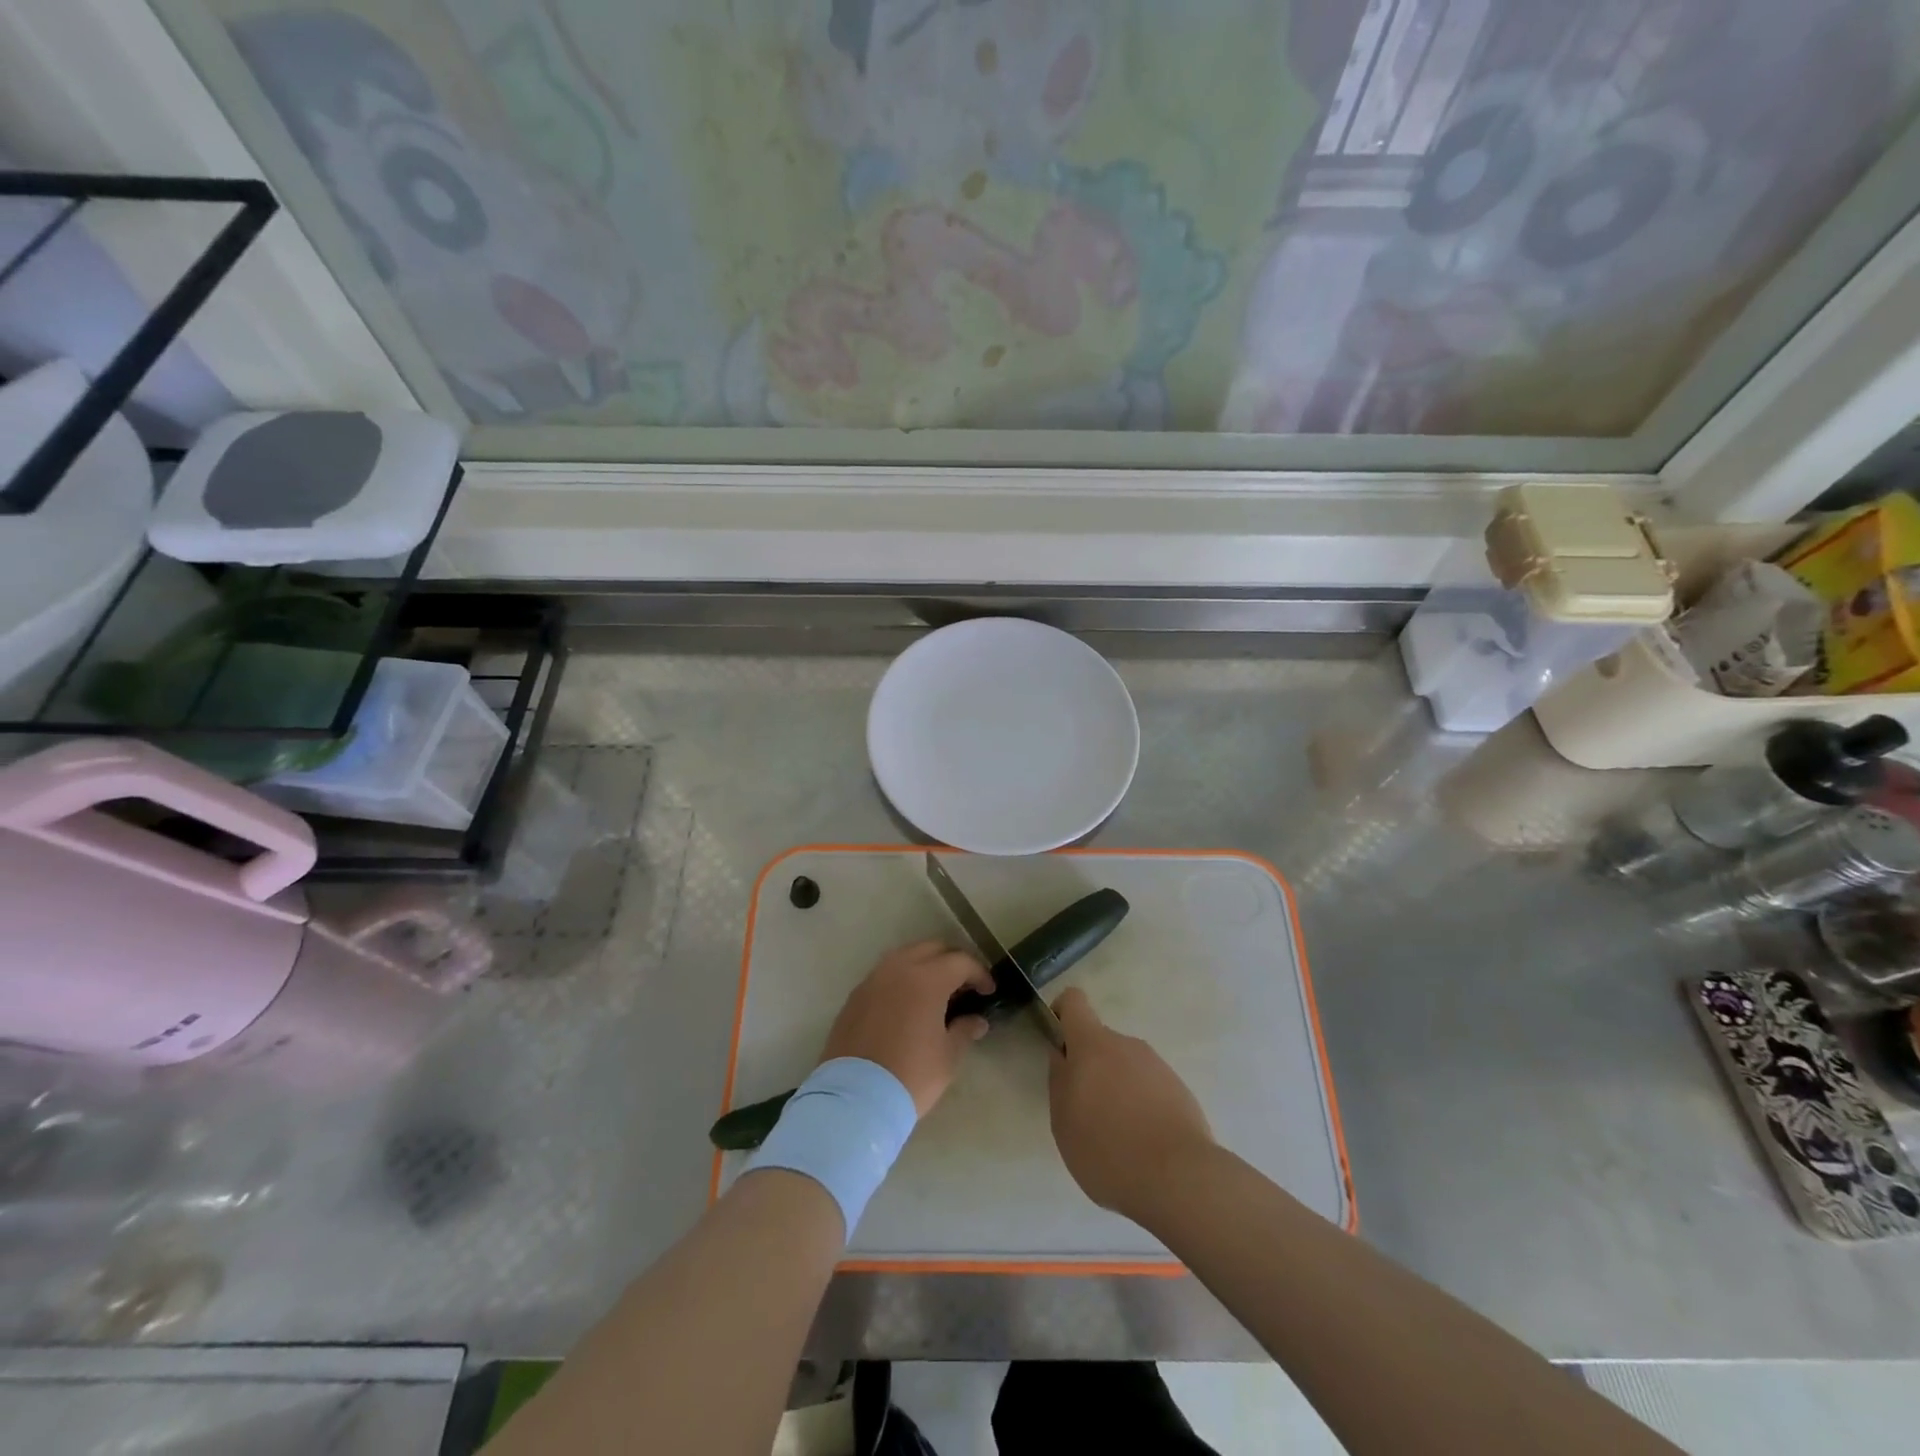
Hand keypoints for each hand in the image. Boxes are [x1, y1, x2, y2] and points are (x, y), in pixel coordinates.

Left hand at [821, 941, 994, 1115]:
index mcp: (926, 978)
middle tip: (964, 986)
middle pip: (932, 949)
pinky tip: (907, 1005)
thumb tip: (976, 1021)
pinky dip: (901, 980)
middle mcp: (898, 969)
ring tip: (935, 993)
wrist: (855, 1098)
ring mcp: (873, 980)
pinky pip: (884, 975)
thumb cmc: (911, 1075)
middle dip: (952, 962)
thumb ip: (964, 1030)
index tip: (988, 991)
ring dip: (924, 966)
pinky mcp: (855, 996)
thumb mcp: (948, 1056)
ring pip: (905, 957)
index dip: (979, 973)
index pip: (960, 962)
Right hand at [1048, 987, 1213, 1220]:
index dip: (1062, 1014)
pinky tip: (1143, 1145)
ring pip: (1126, 1067)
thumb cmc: (1107, 1148)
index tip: (1058, 1044)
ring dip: (1117, 1089)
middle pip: (1100, 1043)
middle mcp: (1126, 1044)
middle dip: (1090, 1069)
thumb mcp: (1063, 1120)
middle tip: (1086, 1113)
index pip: (1073, 1001)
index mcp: (1092, 1044)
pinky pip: (1149, 1088)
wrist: (1180, 1179)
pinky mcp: (1180, 1090)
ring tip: (1117, 1137)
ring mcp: (1157, 1066)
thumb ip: (1059, 1080)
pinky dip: (1141, 1106)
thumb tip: (1063, 1056)